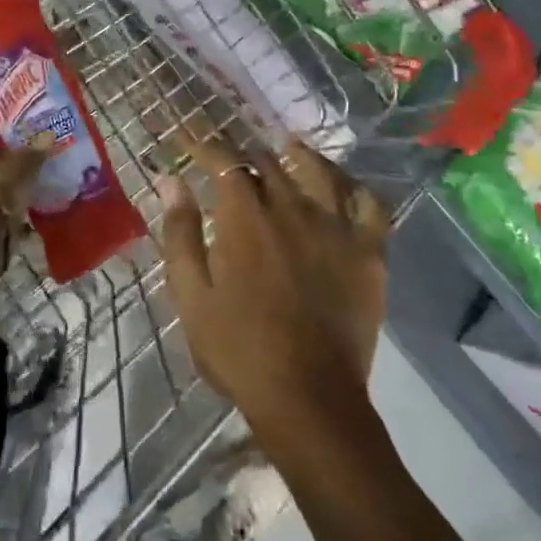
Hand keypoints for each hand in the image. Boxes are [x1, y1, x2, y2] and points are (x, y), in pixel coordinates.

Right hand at [157, 135, 391, 432]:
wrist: (308, 397)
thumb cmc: (239, 348)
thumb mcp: (191, 294)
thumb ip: (180, 232)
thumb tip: (171, 181)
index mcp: (245, 216)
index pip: (225, 161)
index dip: (206, 146)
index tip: (192, 143)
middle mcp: (291, 207)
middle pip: (269, 163)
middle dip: (246, 156)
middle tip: (234, 162)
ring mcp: (336, 226)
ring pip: (319, 171)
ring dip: (300, 155)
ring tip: (289, 148)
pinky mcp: (369, 251)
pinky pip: (369, 203)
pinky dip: (354, 187)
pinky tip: (343, 186)